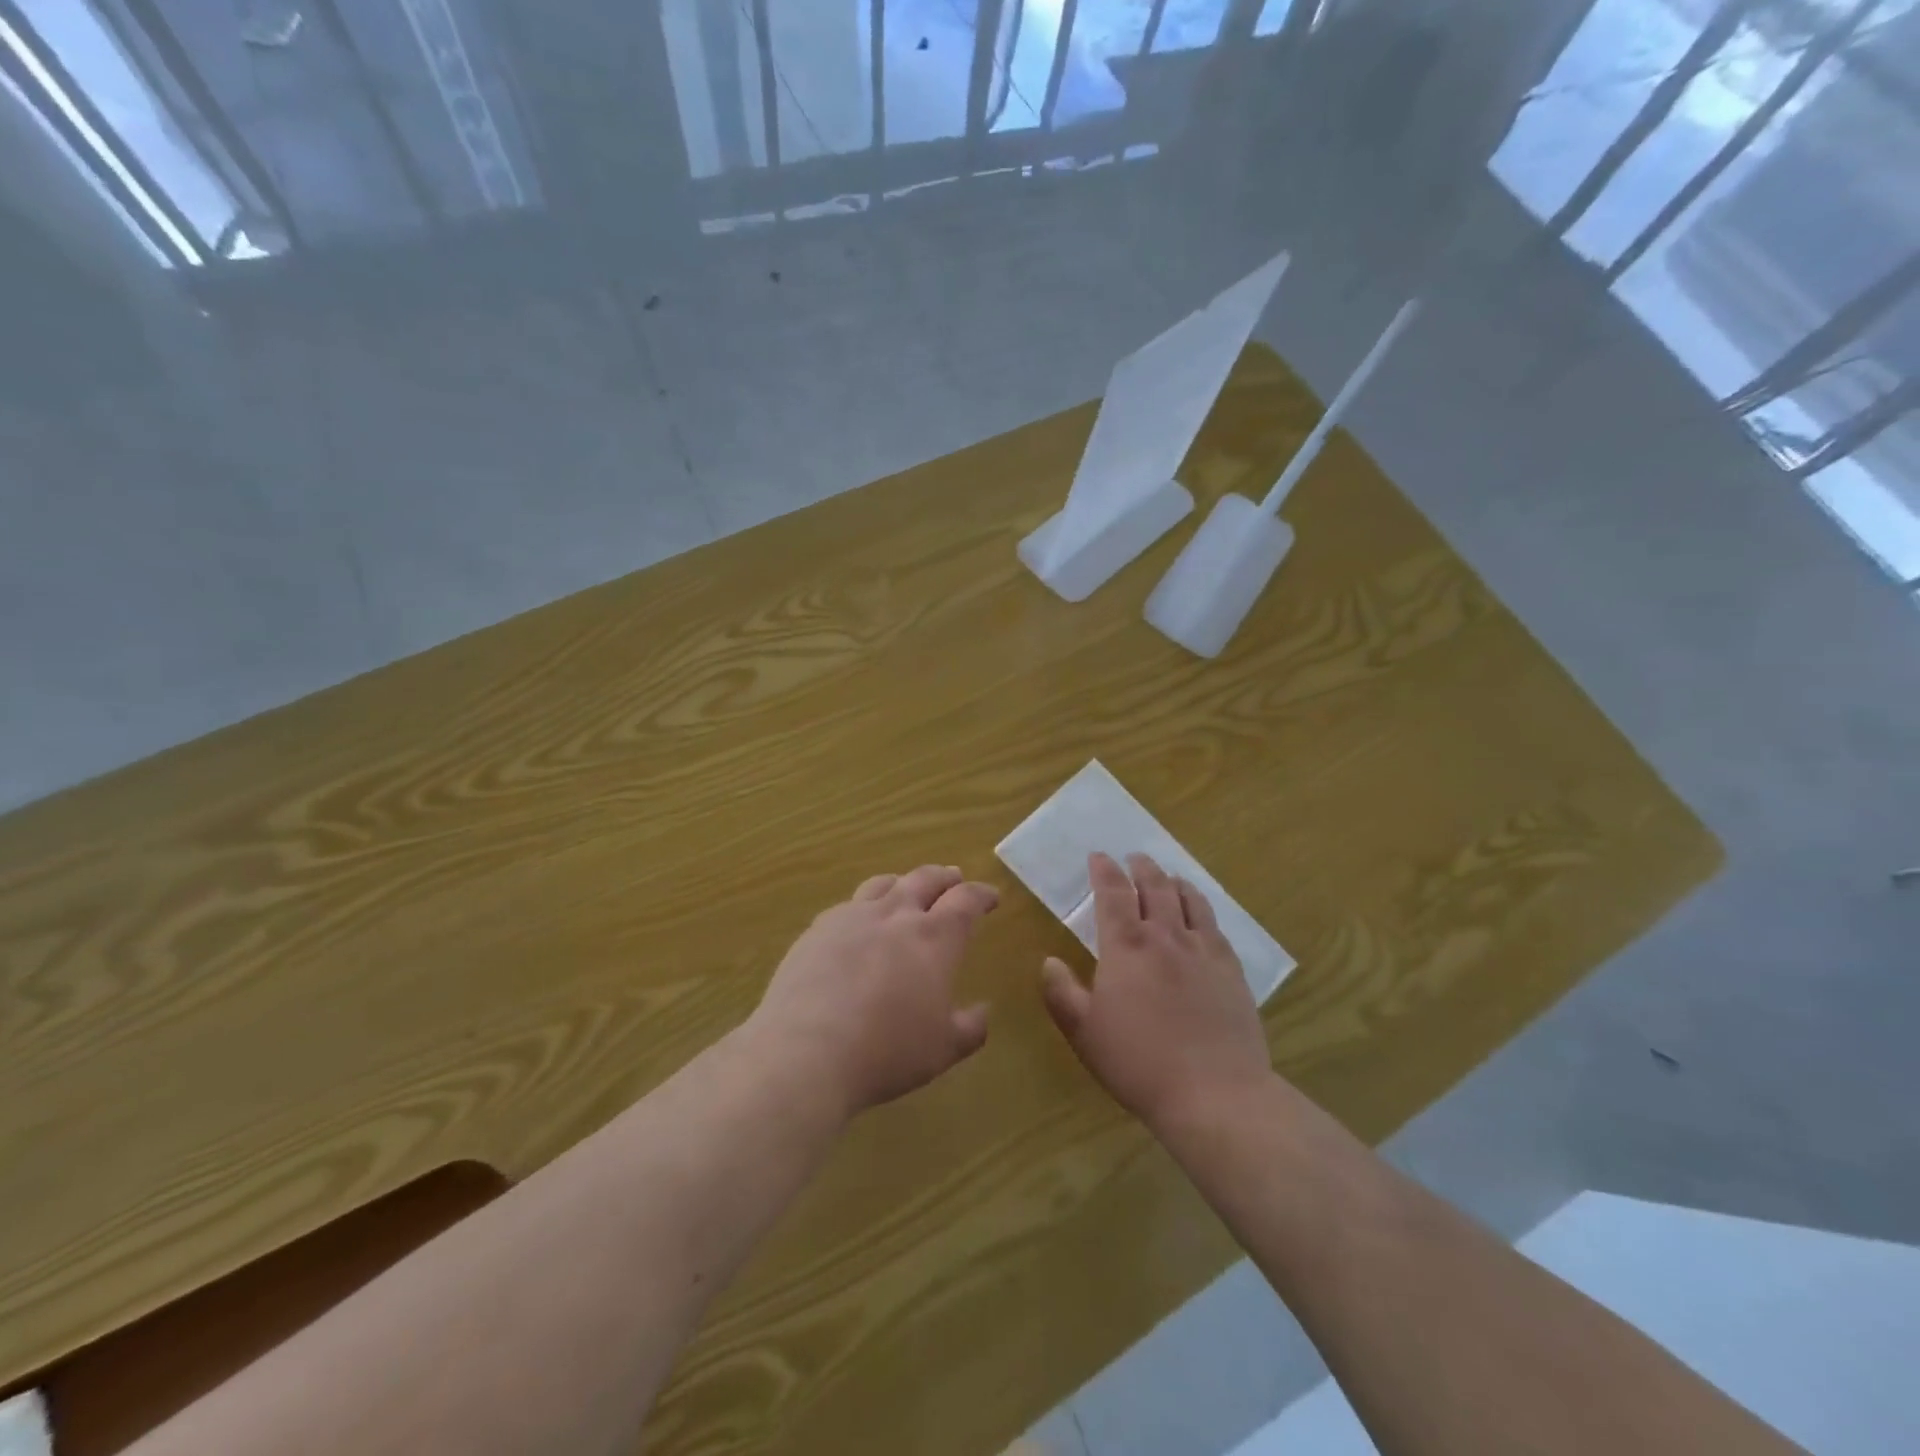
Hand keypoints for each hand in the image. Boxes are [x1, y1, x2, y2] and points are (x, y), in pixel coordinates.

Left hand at [748, 865, 996, 1117]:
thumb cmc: (887, 1051)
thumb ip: (970, 1028)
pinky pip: (847, 905)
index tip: (990, 897)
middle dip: (944, 877)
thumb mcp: (943, 1049)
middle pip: (925, 879)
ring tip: (906, 888)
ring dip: (903, 882)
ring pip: (883, 884)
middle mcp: (896, 915)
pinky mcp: (817, 930)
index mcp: (934, 937)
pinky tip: (858, 921)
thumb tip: (982, 1011)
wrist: (807, 1051)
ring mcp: (852, 917)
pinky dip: (863, 906)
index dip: (981, 895)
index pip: (966, 901)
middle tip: (954, 878)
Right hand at [1041, 852, 1271, 1129]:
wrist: (1214, 1093)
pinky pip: (1215, 926)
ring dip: (1174, 881)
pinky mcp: (1231, 970)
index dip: (1104, 871)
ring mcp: (1203, 950)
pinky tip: (1200, 915)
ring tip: (1168, 876)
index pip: (1113, 894)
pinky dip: (1202, 908)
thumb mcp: (1083, 1032)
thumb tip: (1049, 961)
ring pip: (1189, 900)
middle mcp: (1166, 936)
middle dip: (1141, 867)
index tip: (1098, 856)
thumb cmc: (1138, 1062)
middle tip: (1134, 857)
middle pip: (1154, 887)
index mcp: (1126, 946)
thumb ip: (1061, 992)